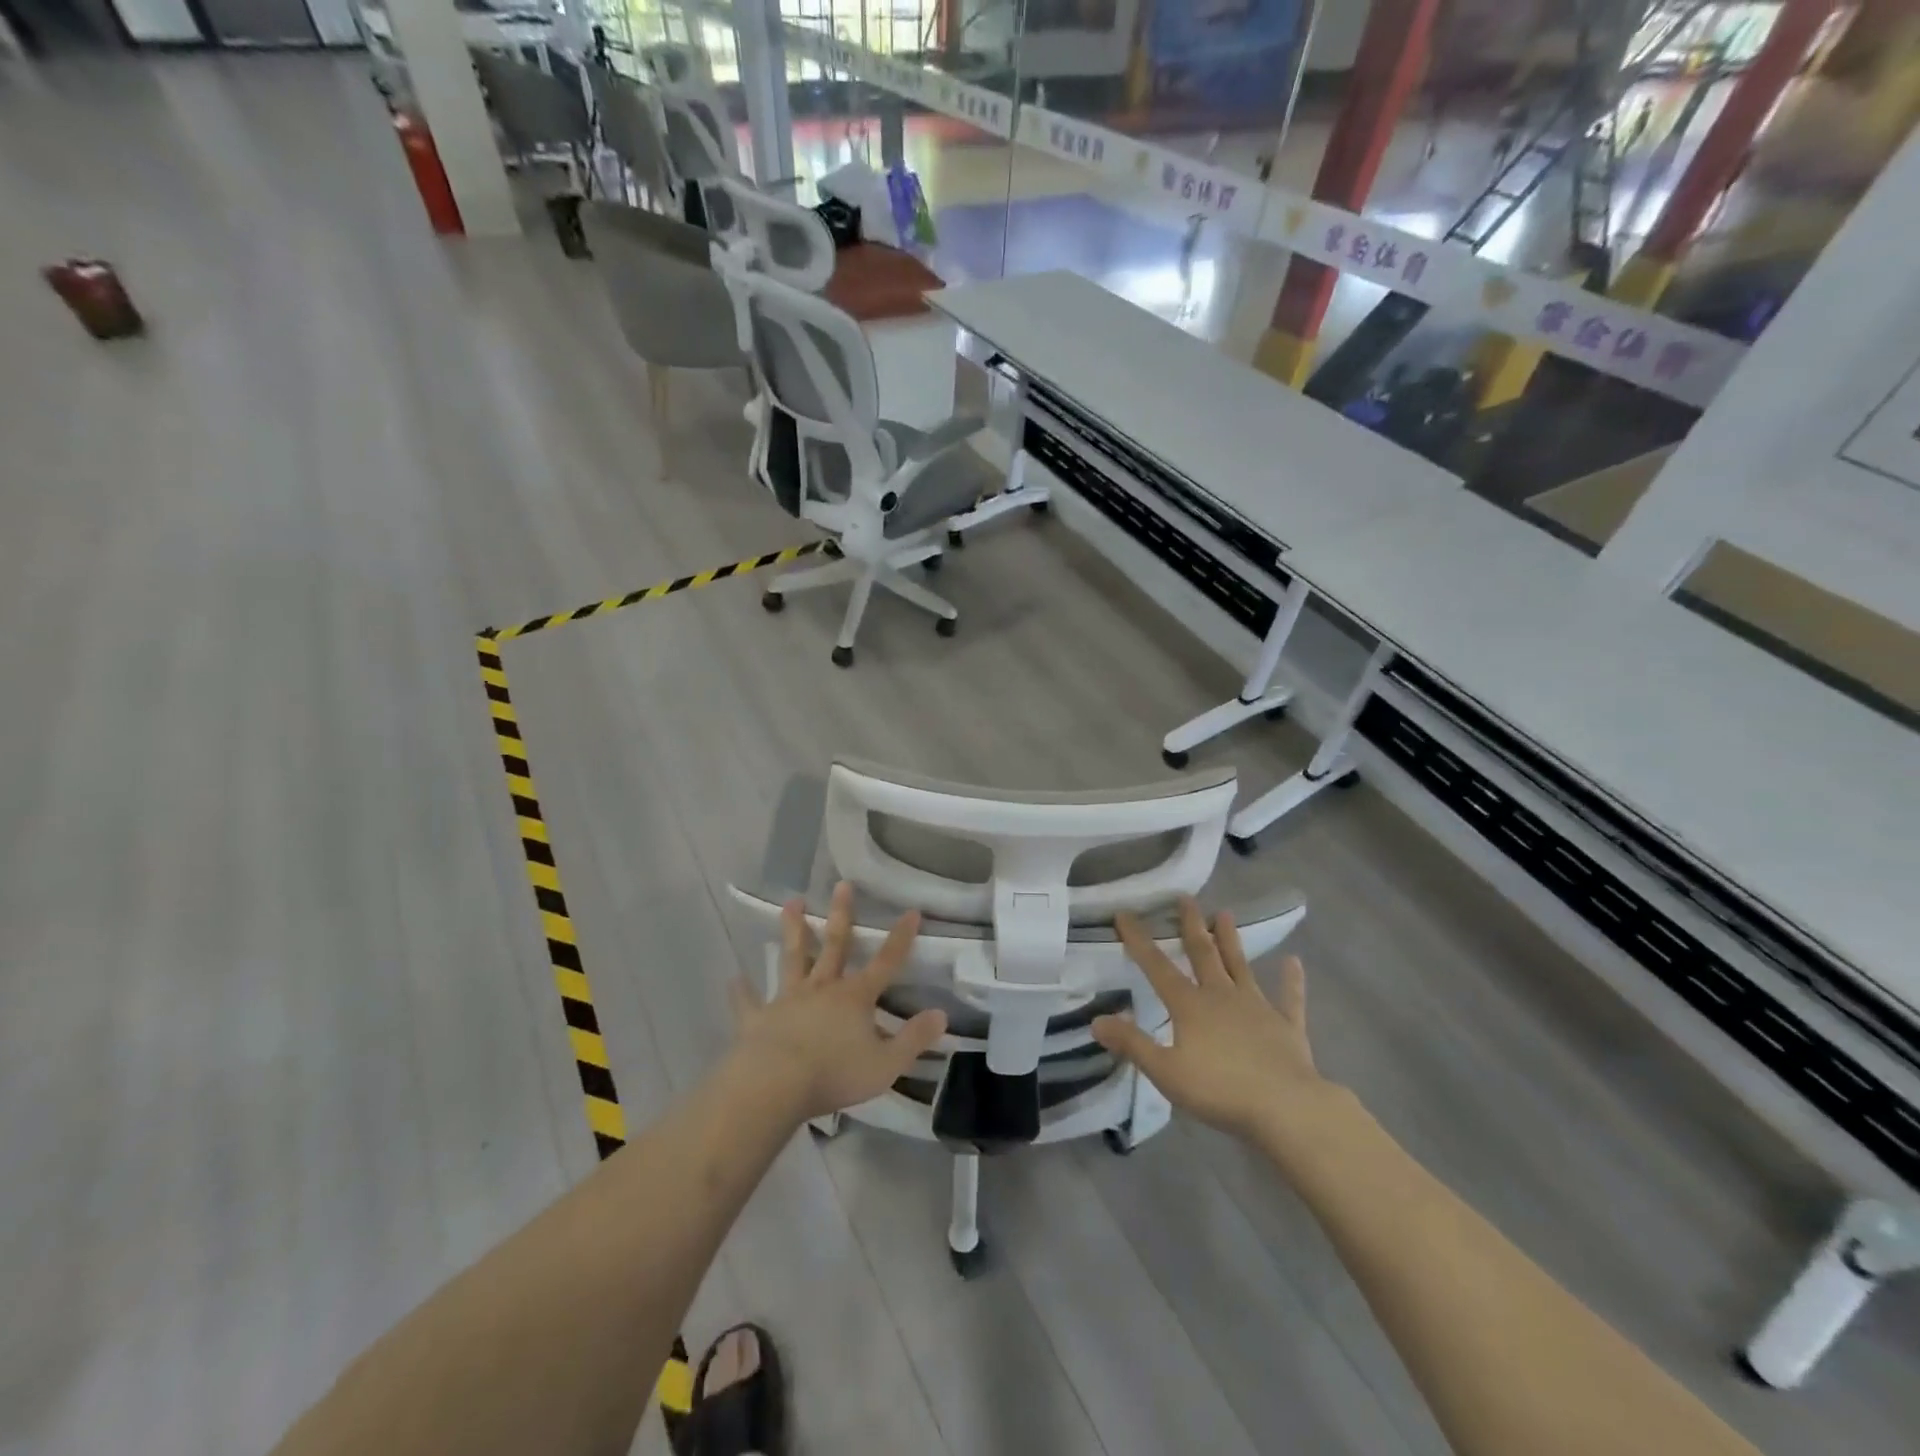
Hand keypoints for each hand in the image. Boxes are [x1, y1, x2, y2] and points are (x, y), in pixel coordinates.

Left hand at [729, 882, 947, 1122]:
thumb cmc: (835, 1074)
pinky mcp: (757, 1019)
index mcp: (855, 998)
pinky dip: (742, 991)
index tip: (911, 911)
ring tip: (789, 903)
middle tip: (841, 885)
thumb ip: (914, 1039)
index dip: (900, 938)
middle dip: (841, 915)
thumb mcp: (886, 1064)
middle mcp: (822, 989)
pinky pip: (749, 1002)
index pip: (886, 962)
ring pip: (792, 959)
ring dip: (792, 931)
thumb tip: (941, 1014)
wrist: (774, 1085)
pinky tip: (734, 979)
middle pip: (834, 945)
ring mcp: (787, 1000)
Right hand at [1091, 897, 1339, 1143]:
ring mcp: (1257, 1007)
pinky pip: (1289, 998)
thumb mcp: (1166, 1072)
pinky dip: (1291, 980)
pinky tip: (1294, 962)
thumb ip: (1132, 1044)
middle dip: (1191, 926)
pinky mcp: (1287, 1026)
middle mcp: (1222, 996)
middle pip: (1203, 954)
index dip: (1139, 940)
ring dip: (1231, 941)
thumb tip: (1097, 1020)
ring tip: (1225, 913)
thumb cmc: (1220, 1090)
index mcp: (1190, 1006)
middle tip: (1186, 898)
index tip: (1125, 914)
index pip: (1157, 967)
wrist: (1287, 1107)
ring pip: (1240, 966)